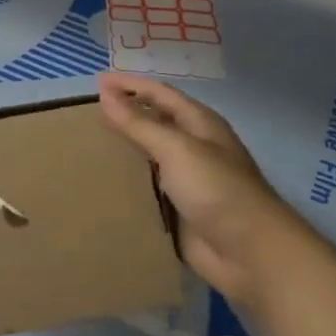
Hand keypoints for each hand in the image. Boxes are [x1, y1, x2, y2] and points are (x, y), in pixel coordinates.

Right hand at [98, 71, 295, 305]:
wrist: (250, 254)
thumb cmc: (217, 190)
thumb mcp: (177, 149)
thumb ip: (139, 123)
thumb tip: (105, 94)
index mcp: (199, 124)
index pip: (159, 94)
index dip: (130, 85)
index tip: (97, 81)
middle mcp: (192, 147)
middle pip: (153, 123)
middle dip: (124, 115)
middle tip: (86, 113)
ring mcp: (185, 180)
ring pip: (147, 157)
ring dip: (122, 150)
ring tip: (85, 145)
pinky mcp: (176, 210)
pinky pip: (145, 190)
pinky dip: (124, 183)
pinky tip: (99, 183)